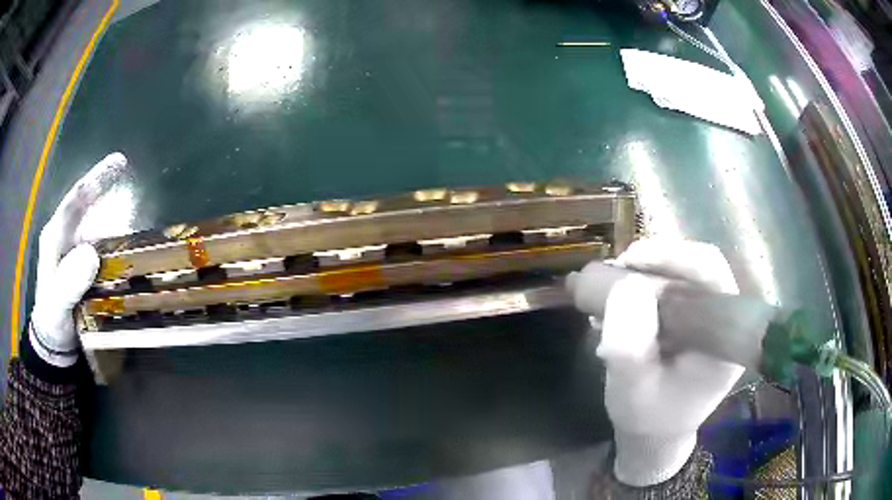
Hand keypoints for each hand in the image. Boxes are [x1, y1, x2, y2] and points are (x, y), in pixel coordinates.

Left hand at [29, 153, 127, 366]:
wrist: (54, 340)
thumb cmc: (53, 321)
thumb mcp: (57, 305)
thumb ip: (69, 282)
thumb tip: (91, 254)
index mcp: (54, 236)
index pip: (74, 200)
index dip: (95, 179)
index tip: (119, 163)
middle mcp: (66, 236)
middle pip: (88, 206)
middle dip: (108, 191)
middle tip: (131, 185)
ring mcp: (76, 249)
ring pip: (97, 225)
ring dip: (116, 219)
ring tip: (137, 219)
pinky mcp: (85, 263)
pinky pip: (103, 245)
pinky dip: (117, 241)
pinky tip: (129, 247)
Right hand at [568, 238, 743, 486]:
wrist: (653, 432)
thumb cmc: (647, 417)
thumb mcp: (631, 390)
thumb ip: (629, 347)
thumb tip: (626, 285)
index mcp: (725, 338)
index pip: (713, 275)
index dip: (675, 256)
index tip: (630, 261)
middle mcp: (724, 320)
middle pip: (698, 266)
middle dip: (655, 261)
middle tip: (614, 270)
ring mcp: (709, 317)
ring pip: (683, 272)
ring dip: (644, 272)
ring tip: (608, 287)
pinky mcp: (693, 317)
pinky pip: (671, 286)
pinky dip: (642, 284)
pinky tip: (616, 299)